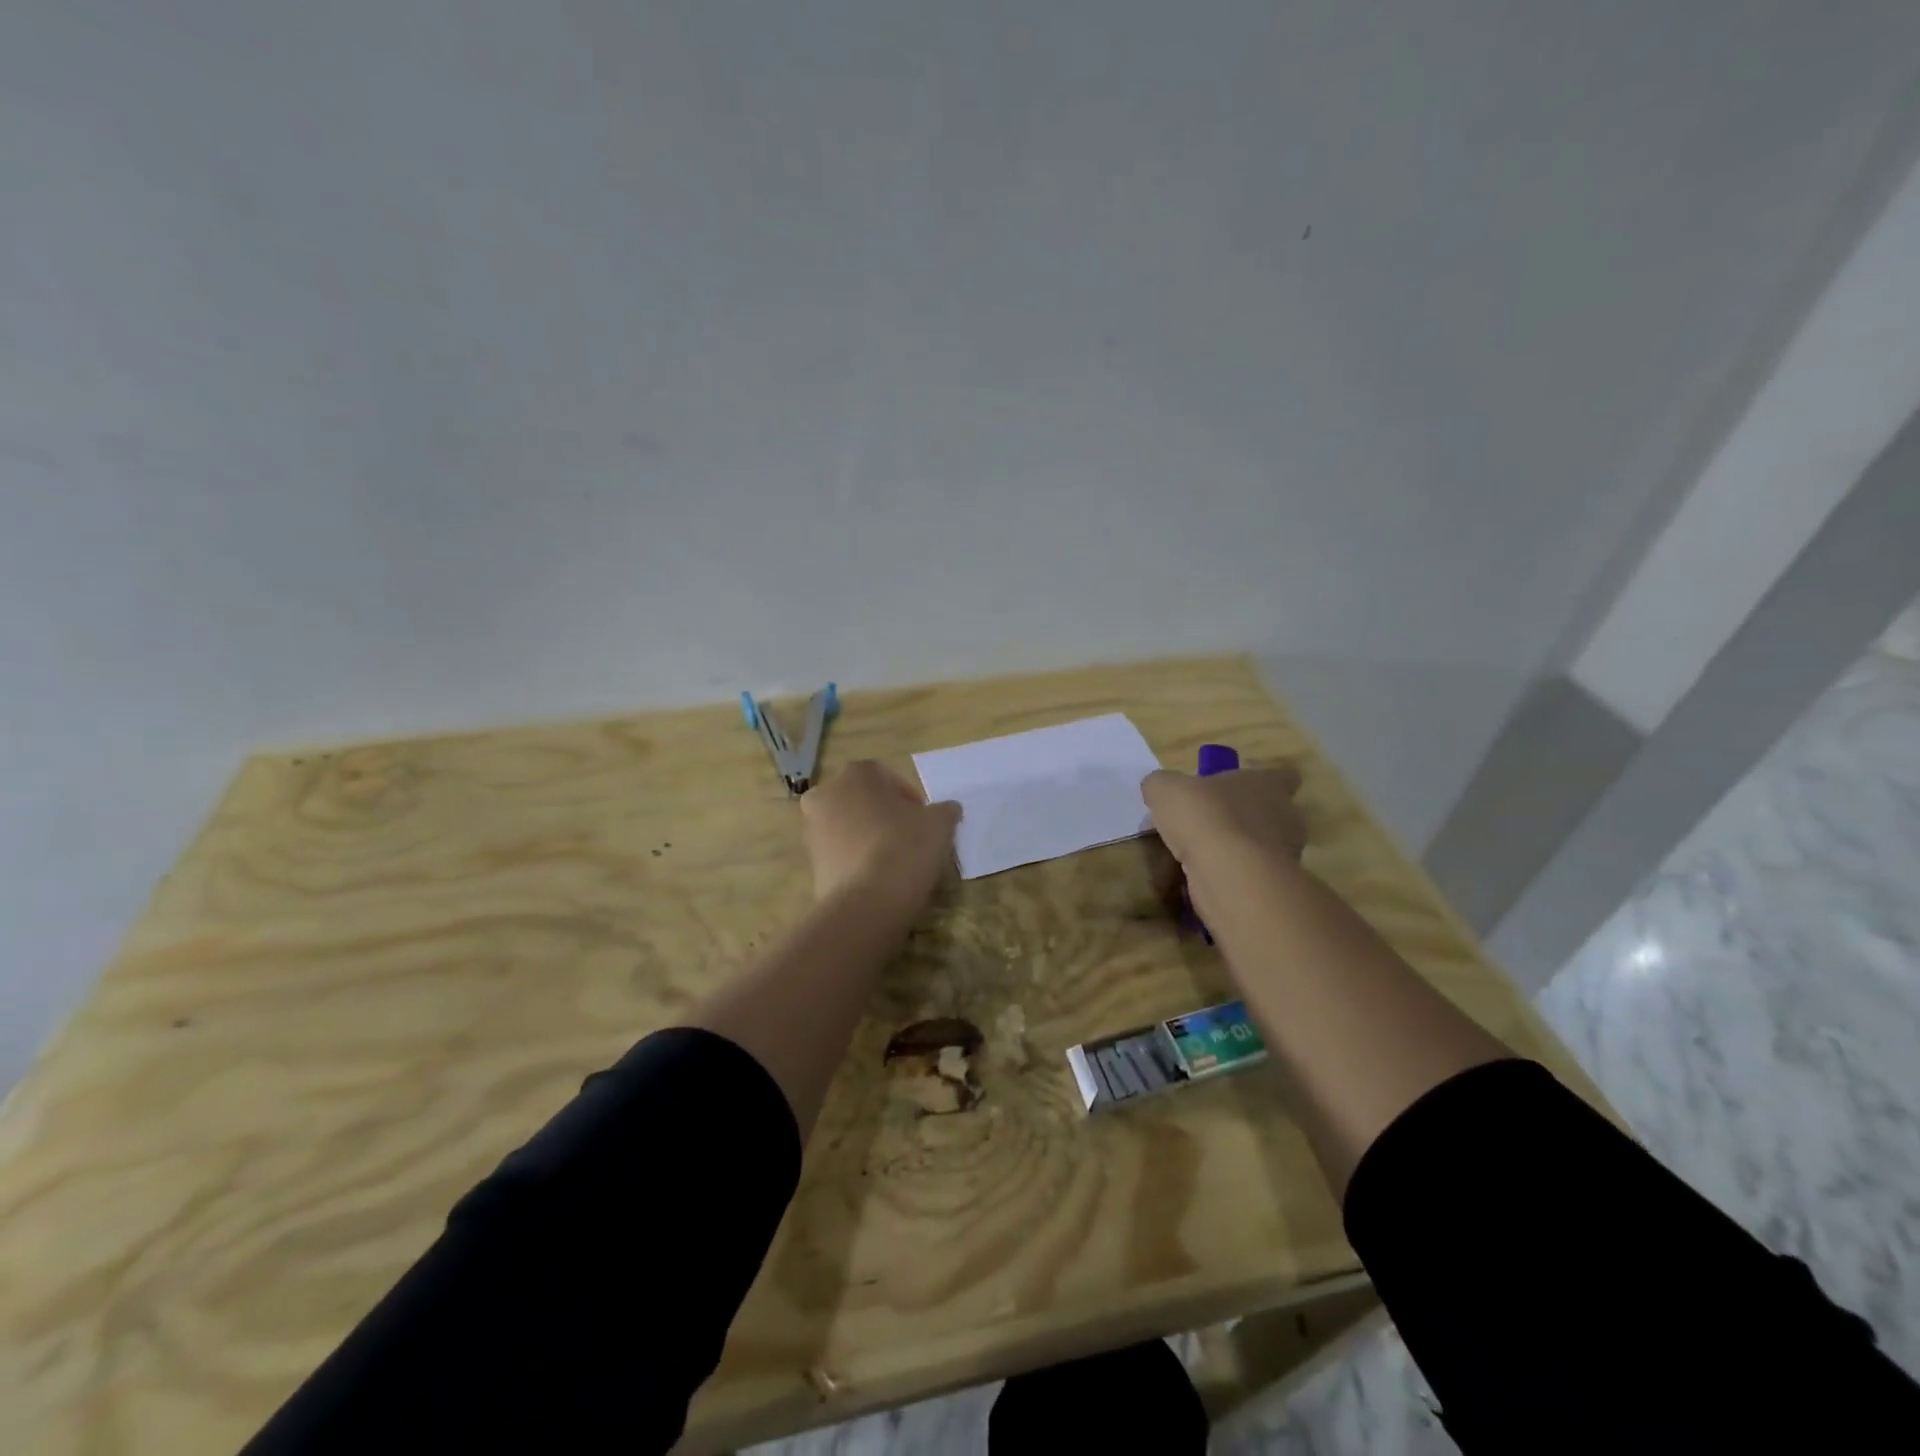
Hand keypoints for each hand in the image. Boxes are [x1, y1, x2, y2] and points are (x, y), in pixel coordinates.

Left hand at [800, 760, 961, 912]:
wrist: (867, 903)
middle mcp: (826, 793)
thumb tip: (947, 810)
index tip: (925, 822)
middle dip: (885, 816)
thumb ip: (945, 810)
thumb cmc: (904, 847)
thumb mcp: (940, 823)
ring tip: (895, 862)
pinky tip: (877, 879)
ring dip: (869, 838)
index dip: (911, 800)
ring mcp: (812, 828)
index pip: (890, 778)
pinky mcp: (810, 862)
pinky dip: (857, 860)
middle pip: (865, 801)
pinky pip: (840, 853)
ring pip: (849, 826)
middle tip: (910, 839)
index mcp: (856, 773)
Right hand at [1141, 764, 1306, 871]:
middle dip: (1246, 820)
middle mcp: (1285, 816)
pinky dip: (1232, 878)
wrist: (1227, 873)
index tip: (1238, 790)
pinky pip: (1251, 877)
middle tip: (1211, 826)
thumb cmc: (1204, 816)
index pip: (1284, 777)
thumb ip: (1162, 785)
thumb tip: (1158, 788)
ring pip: (1263, 848)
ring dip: (1239, 852)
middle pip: (1273, 814)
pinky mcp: (1274, 885)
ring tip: (1203, 859)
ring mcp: (1285, 854)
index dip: (1263, 782)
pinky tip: (1203, 881)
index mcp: (1267, 784)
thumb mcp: (1166, 789)